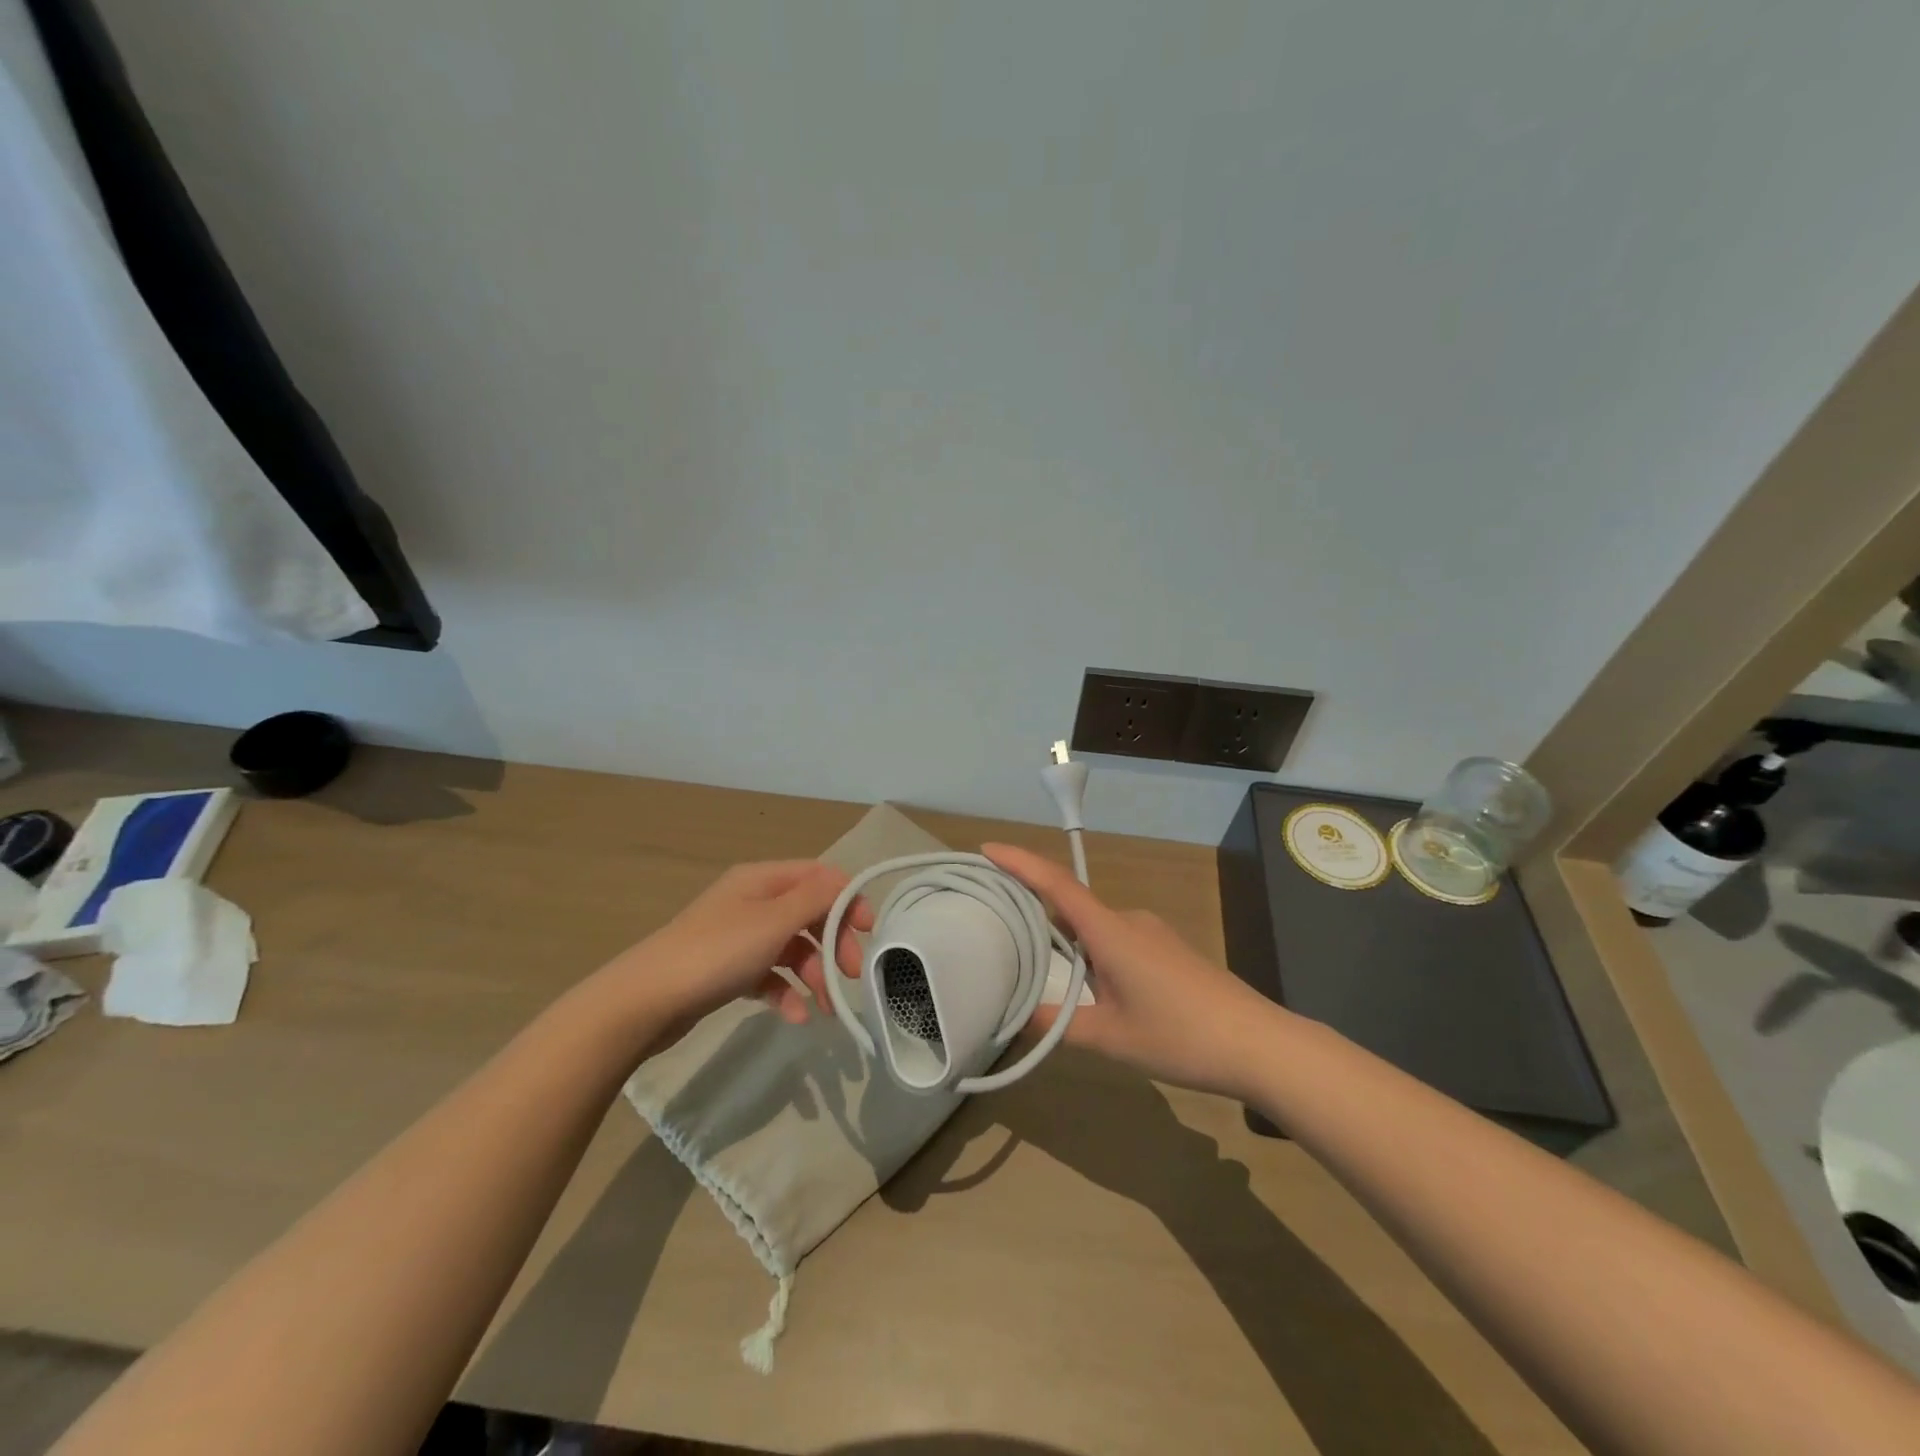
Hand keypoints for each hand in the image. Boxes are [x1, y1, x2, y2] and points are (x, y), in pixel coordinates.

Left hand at [607, 861, 871, 1047]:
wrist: (645, 1001)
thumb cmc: (716, 953)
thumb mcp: (772, 922)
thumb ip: (814, 899)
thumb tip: (845, 881)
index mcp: (762, 879)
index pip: (819, 877)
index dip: (848, 899)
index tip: (869, 931)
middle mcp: (752, 901)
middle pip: (809, 913)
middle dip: (834, 942)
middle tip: (851, 974)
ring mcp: (739, 937)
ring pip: (791, 947)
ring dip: (814, 973)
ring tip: (826, 1007)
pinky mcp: (728, 970)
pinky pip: (769, 975)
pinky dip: (785, 991)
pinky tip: (795, 1017)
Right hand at [984, 843, 1286, 1098]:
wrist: (1259, 1043)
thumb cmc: (1180, 1035)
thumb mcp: (1111, 1038)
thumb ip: (1059, 1026)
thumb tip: (1016, 1019)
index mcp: (1109, 931)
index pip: (1055, 884)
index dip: (1020, 863)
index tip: (988, 849)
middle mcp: (1128, 920)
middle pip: (1071, 904)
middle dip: (1034, 909)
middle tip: (998, 924)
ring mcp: (1151, 932)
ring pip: (1094, 926)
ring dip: (1065, 938)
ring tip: (1038, 967)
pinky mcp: (1167, 949)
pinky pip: (1115, 938)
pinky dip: (1091, 949)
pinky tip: (1090, 986)